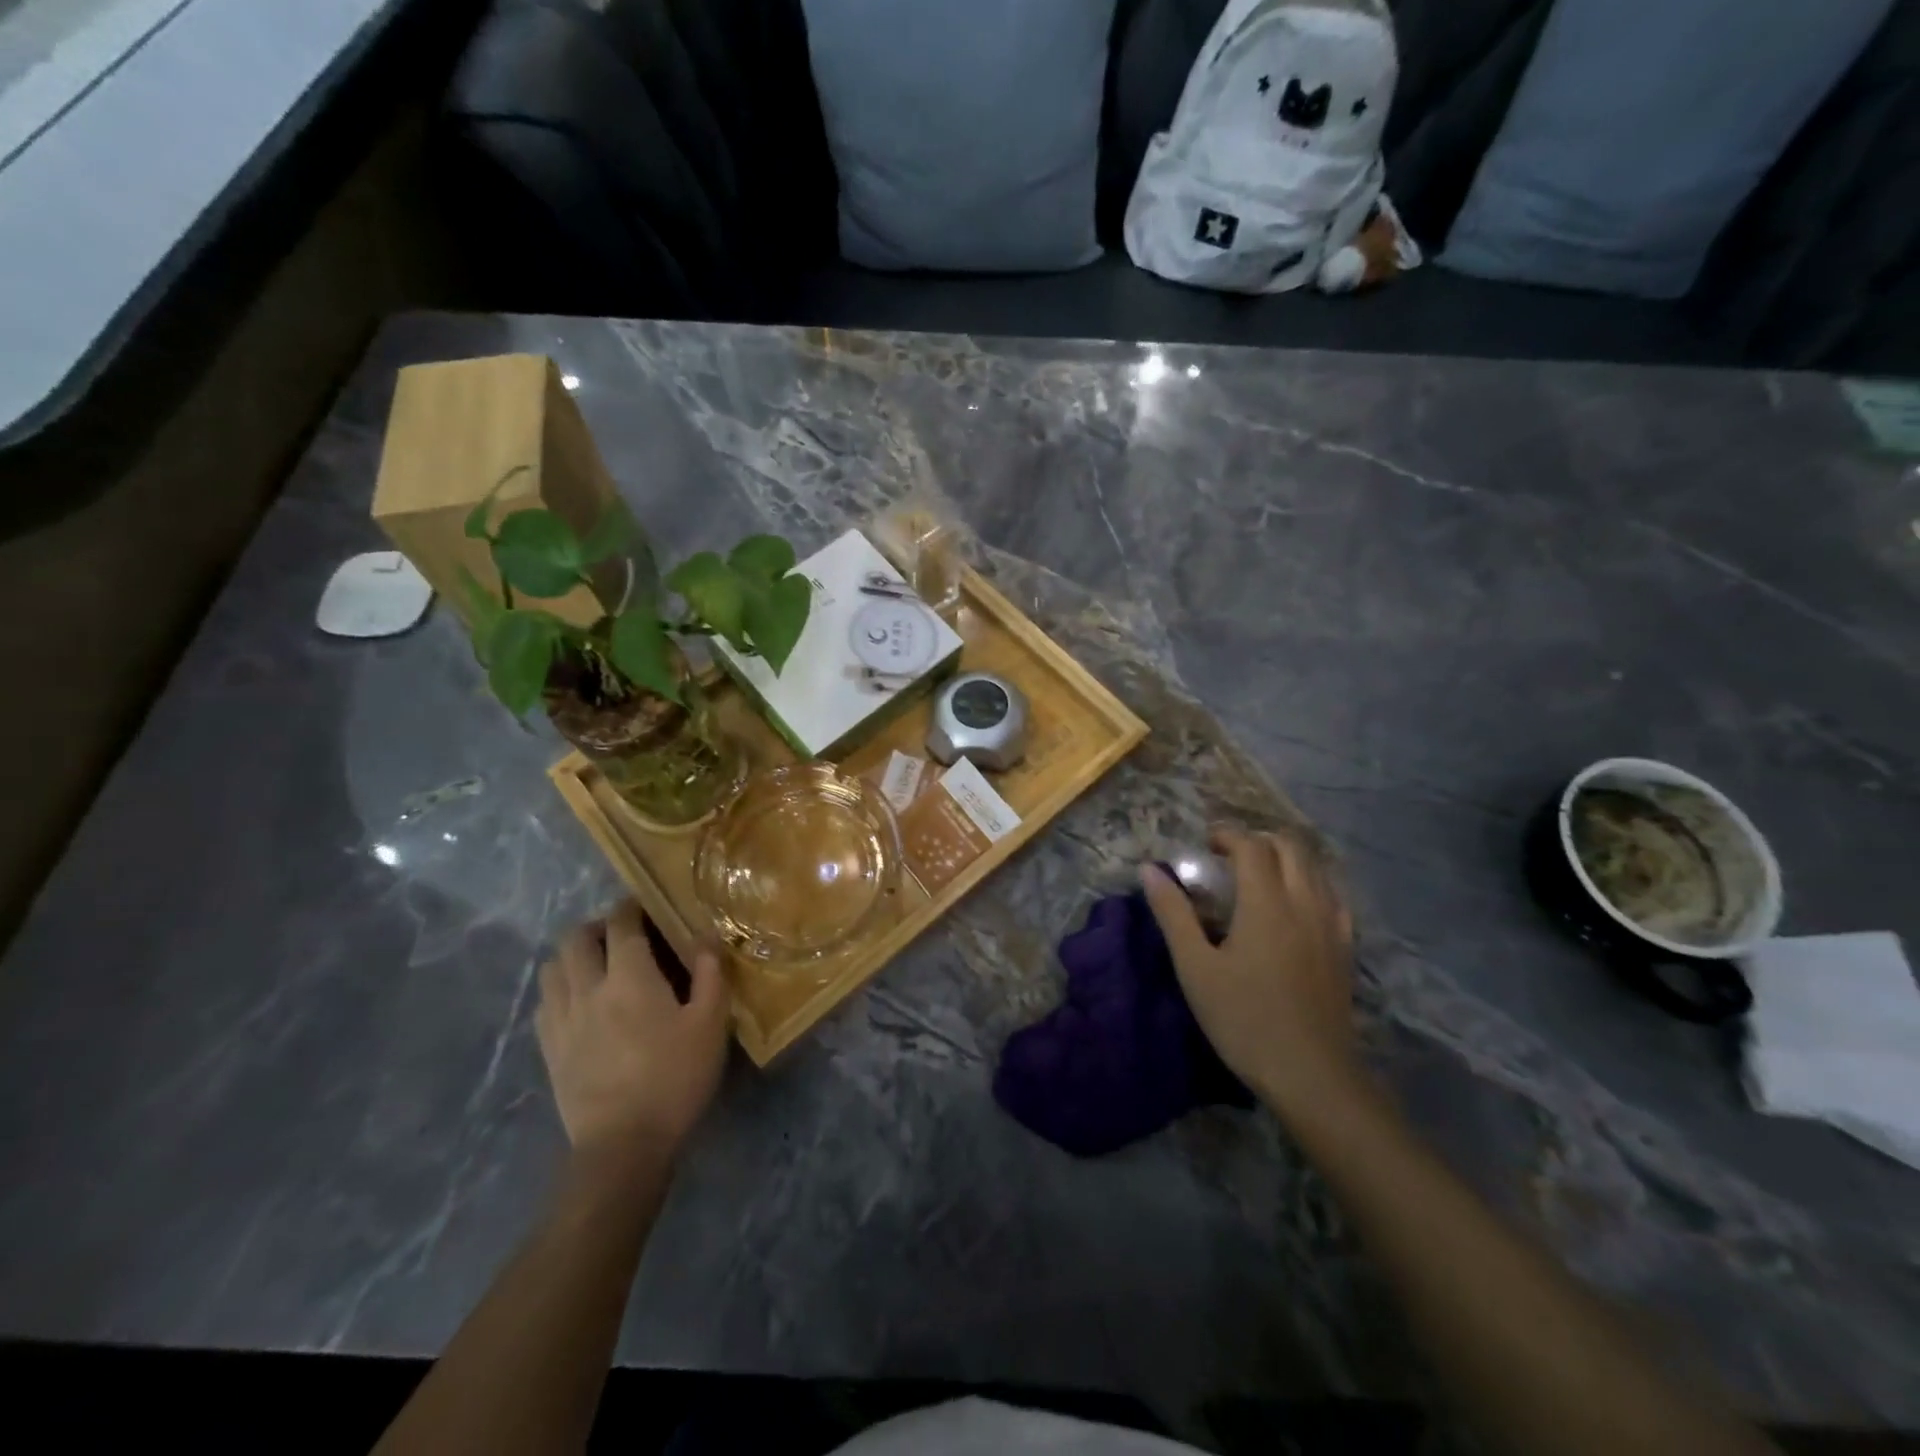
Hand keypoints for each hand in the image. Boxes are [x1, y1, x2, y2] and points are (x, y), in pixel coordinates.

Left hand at [535, 901, 729, 1157]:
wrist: (623, 1144)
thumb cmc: (675, 1078)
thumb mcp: (711, 1024)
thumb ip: (710, 973)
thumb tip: (705, 936)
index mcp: (629, 978)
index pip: (621, 925)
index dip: (631, 908)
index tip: (644, 905)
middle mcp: (587, 989)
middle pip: (574, 939)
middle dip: (596, 927)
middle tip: (621, 936)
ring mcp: (561, 1020)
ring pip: (552, 968)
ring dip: (573, 956)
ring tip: (598, 966)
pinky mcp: (549, 1050)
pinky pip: (544, 1003)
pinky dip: (560, 989)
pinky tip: (581, 1003)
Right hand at [1141, 827, 1361, 1121]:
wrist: (1312, 1074)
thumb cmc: (1244, 1019)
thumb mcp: (1195, 968)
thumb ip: (1173, 914)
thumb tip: (1150, 870)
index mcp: (1266, 902)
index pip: (1251, 846)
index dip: (1227, 835)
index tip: (1204, 843)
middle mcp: (1304, 902)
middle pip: (1290, 847)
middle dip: (1258, 840)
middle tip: (1229, 856)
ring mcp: (1331, 925)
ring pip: (1315, 868)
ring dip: (1286, 858)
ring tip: (1259, 875)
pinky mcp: (1345, 948)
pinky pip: (1332, 896)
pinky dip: (1310, 883)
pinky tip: (1295, 906)